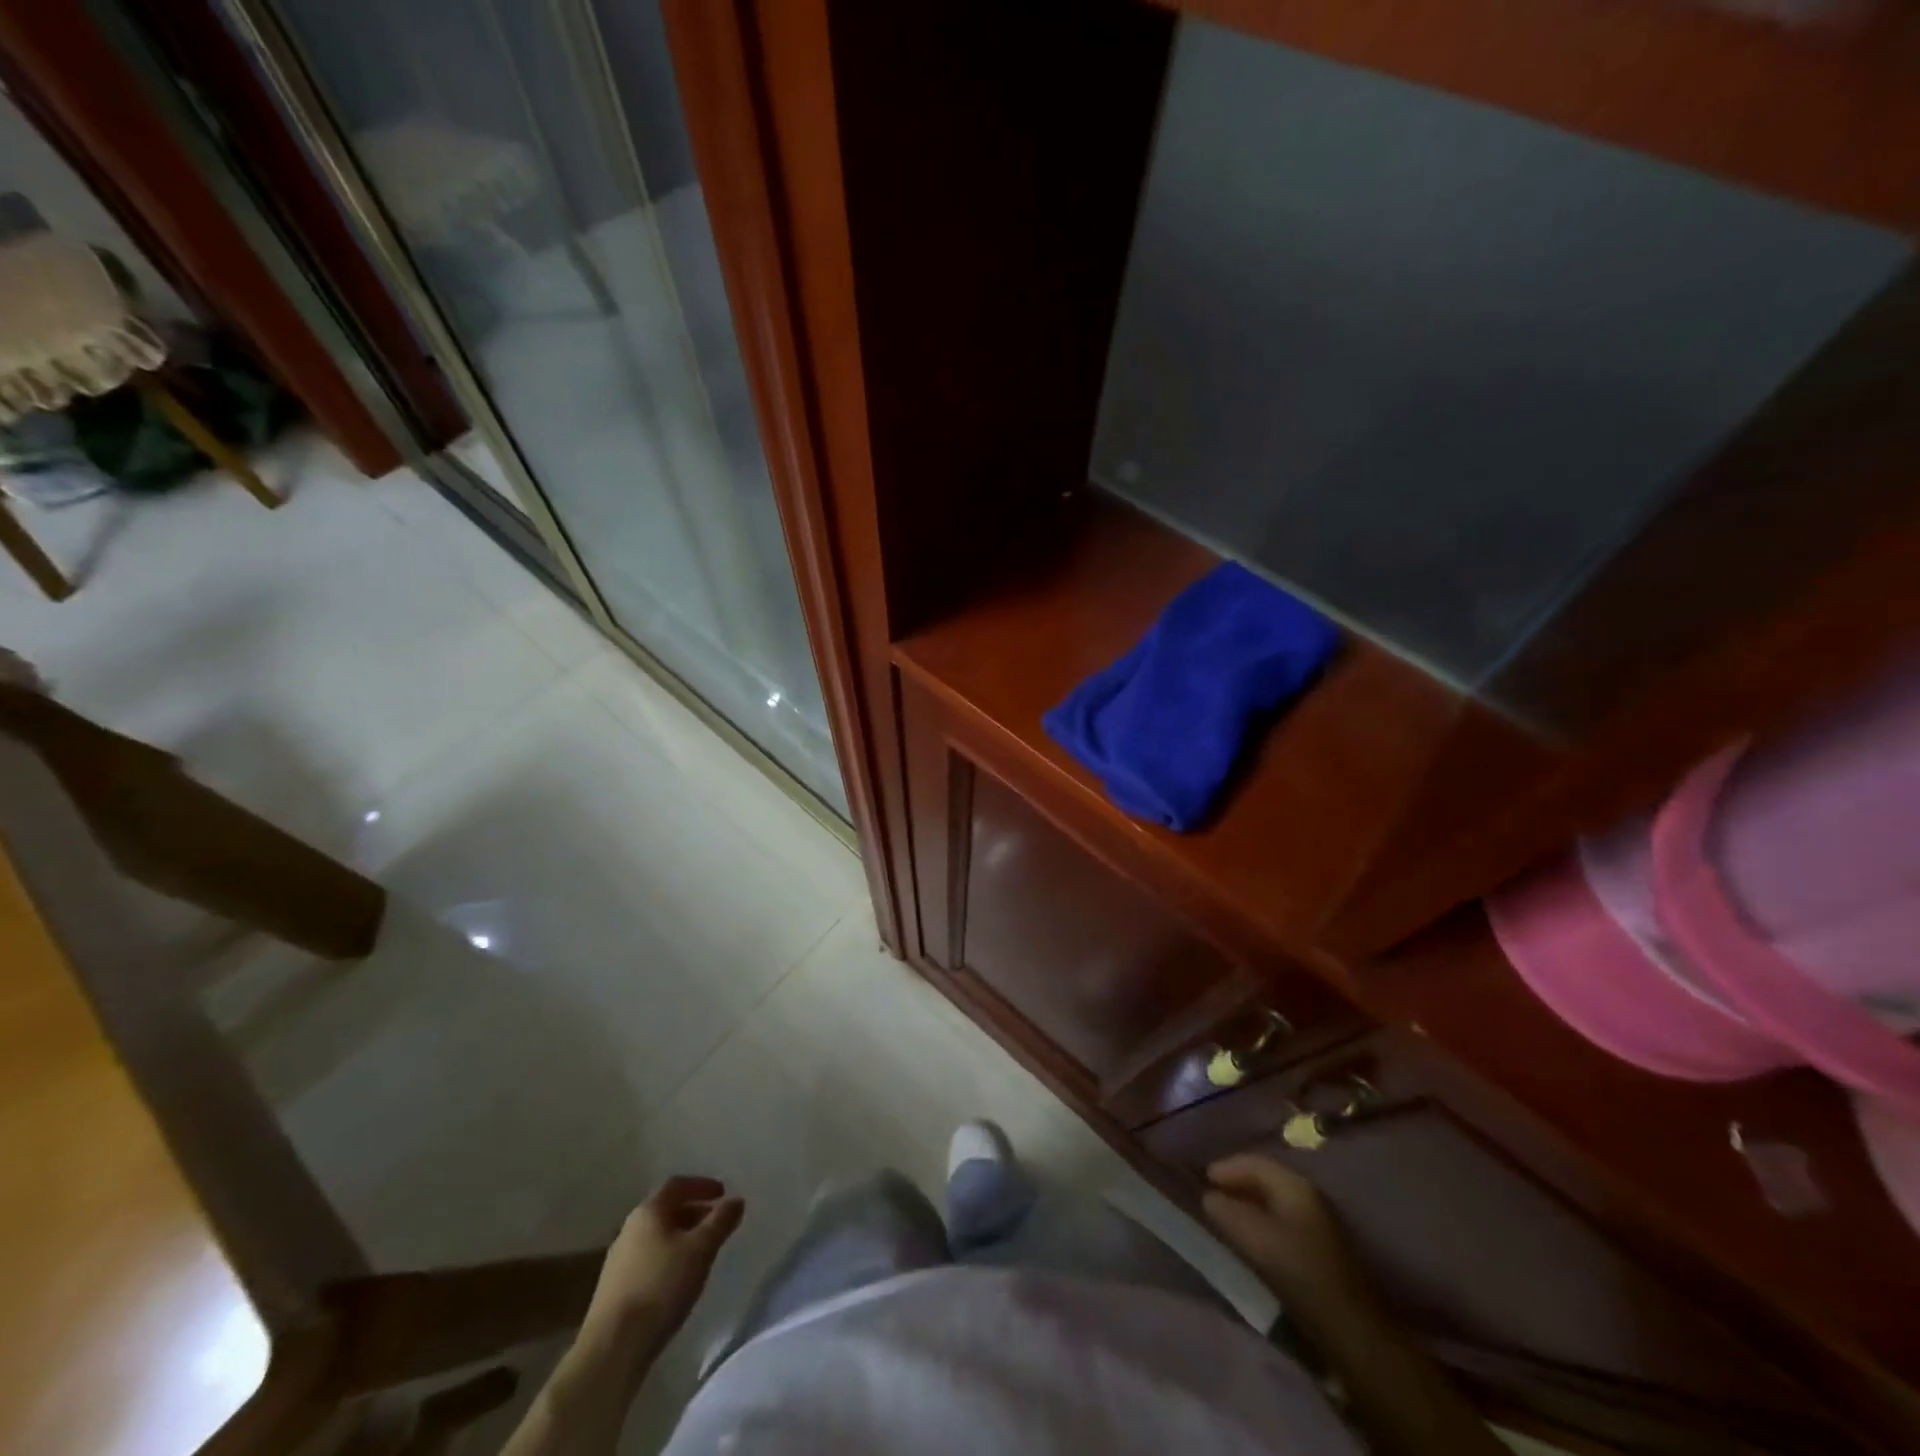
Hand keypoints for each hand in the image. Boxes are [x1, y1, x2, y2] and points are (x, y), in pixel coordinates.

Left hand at [584, 1175, 743, 1343]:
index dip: (702, 1185)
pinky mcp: (614, 1290)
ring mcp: (618, 1261)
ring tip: (702, 1253)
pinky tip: (678, 1280)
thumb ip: (721, 1221)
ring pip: (656, 1237)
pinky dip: (668, 1259)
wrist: (612, 1348)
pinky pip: (647, 1261)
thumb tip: (736, 1201)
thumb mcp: (701, 1249)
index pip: (677, 1185)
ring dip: (681, 1238)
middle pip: (665, 1210)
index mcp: (648, 1212)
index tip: (723, 1193)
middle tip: (716, 1223)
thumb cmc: (661, 1287)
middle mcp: (629, 1229)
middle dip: (694, 1212)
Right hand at [1202, 1154, 1368, 1317]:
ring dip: (1248, 1201)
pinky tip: (1250, 1233)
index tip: (1202, 1180)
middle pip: (1264, 1176)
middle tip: (1210, 1194)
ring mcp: (1317, 1218)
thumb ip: (1227, 1212)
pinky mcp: (1318, 1243)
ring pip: (1273, 1197)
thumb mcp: (1256, 1239)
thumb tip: (1209, 1197)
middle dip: (1236, 1182)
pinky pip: (1281, 1215)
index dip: (1225, 1168)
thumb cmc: (1300, 1272)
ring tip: (1225, 1213)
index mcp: (1294, 1184)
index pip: (1253, 1162)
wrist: (1349, 1325)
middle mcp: (1308, 1193)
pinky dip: (1261, 1216)